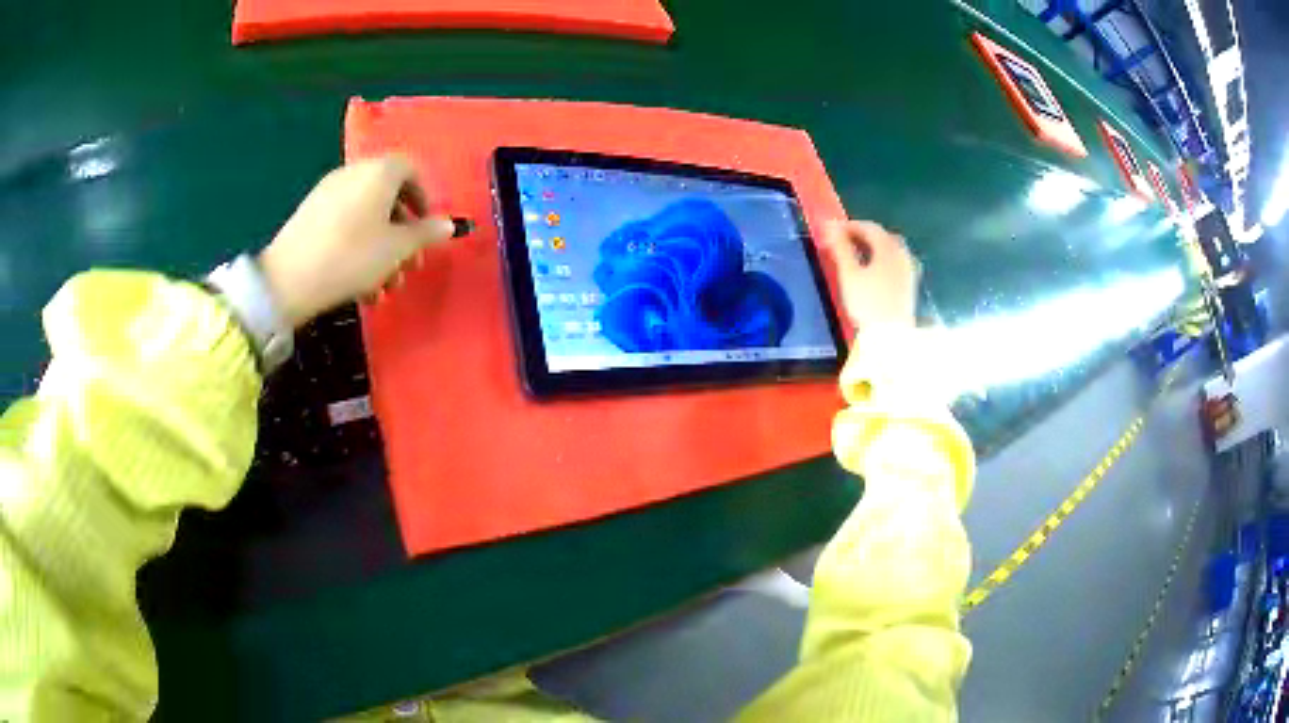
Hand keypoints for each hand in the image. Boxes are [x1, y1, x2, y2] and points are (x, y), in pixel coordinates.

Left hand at [258, 156, 454, 327]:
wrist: (289, 278)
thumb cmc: (352, 257)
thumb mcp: (396, 249)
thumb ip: (425, 234)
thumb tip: (448, 225)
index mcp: (379, 172)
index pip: (411, 170)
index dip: (424, 198)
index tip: (427, 229)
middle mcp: (354, 173)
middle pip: (387, 196)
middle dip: (402, 232)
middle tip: (409, 264)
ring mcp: (328, 192)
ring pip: (365, 215)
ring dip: (380, 247)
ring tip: (383, 286)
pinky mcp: (310, 214)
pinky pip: (344, 223)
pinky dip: (357, 246)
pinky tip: (358, 283)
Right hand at [823, 220, 919, 331]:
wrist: (891, 336)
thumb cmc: (868, 303)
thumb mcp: (849, 274)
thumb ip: (840, 247)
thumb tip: (830, 225)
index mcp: (888, 247)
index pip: (868, 227)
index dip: (849, 226)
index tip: (831, 232)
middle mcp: (902, 253)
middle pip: (881, 236)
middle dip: (862, 235)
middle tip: (842, 243)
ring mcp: (909, 269)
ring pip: (890, 249)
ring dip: (872, 247)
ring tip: (855, 256)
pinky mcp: (910, 283)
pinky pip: (895, 262)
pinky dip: (882, 259)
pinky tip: (872, 271)